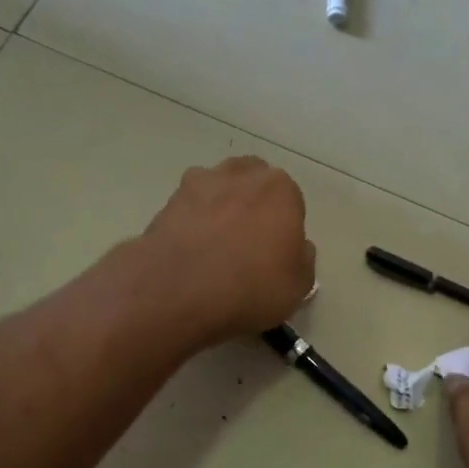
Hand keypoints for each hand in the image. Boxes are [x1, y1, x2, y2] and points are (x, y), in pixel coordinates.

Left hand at [138, 157, 316, 346]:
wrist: (178, 293)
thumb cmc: (251, 287)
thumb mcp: (298, 286)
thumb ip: (302, 259)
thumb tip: (296, 248)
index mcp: (279, 189)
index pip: (290, 201)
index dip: (284, 227)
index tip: (276, 253)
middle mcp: (239, 175)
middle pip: (252, 183)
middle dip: (252, 205)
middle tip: (248, 244)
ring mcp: (197, 185)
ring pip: (216, 189)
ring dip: (219, 207)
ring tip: (215, 246)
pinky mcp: (165, 203)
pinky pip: (187, 210)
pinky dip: (190, 223)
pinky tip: (189, 253)